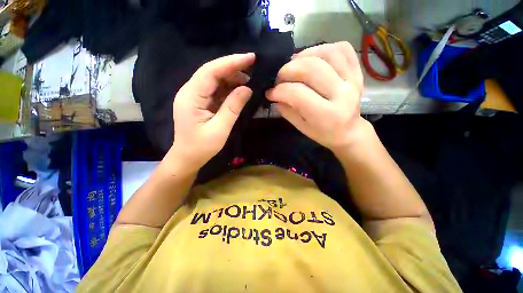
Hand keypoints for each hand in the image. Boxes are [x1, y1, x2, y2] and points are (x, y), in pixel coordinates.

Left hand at [171, 53, 254, 171]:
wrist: (188, 157)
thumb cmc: (202, 147)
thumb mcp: (220, 128)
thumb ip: (233, 107)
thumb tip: (247, 88)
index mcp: (191, 96)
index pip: (211, 71)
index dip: (231, 63)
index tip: (250, 58)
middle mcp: (190, 91)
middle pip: (212, 72)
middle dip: (233, 67)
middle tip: (253, 67)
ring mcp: (194, 96)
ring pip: (214, 80)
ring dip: (232, 78)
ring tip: (249, 80)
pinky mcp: (200, 102)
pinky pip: (215, 90)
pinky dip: (228, 88)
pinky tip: (239, 90)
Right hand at [266, 42, 369, 150]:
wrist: (349, 132)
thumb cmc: (323, 133)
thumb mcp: (301, 127)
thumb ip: (287, 110)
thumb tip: (273, 94)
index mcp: (327, 115)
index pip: (298, 94)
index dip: (280, 90)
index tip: (270, 92)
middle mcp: (343, 95)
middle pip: (311, 69)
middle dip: (287, 70)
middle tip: (279, 78)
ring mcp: (353, 80)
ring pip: (327, 53)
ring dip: (303, 55)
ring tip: (293, 65)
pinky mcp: (357, 71)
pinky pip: (342, 49)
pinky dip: (323, 48)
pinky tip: (312, 57)